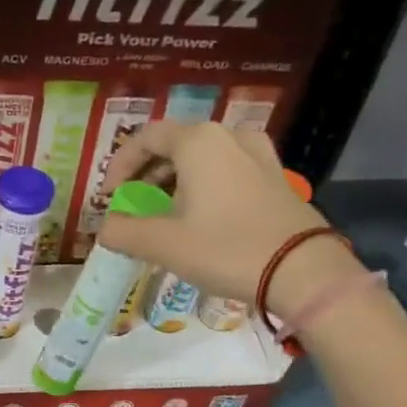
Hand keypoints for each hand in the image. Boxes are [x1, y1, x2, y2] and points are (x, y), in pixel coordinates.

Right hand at [96, 121, 335, 308]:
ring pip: (203, 158)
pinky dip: (204, 186)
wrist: (302, 270)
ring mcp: (257, 154)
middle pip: (175, 145)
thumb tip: (104, 229)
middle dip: (147, 175)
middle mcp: (228, 137)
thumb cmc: (225, 249)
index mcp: (197, 142)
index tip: (108, 197)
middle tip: (133, 206)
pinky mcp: (274, 177)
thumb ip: (123, 232)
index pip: (145, 137)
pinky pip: (227, 171)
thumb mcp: (163, 244)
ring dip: (175, 181)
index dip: (120, 165)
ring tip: (165, 214)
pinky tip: (201, 217)